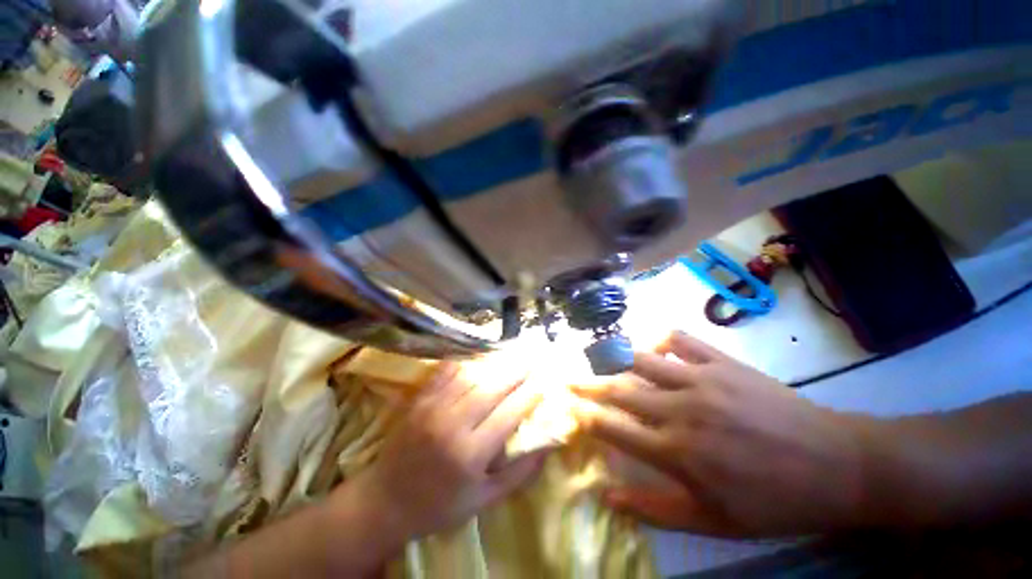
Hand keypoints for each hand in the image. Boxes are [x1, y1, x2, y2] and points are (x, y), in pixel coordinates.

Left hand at [346, 362, 546, 544]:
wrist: (386, 502)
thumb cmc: (440, 505)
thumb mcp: (484, 500)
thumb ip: (518, 474)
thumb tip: (546, 447)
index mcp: (471, 454)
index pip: (509, 415)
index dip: (528, 397)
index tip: (542, 384)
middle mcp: (453, 426)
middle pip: (492, 390)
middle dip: (515, 374)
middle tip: (530, 362)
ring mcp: (433, 409)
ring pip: (470, 378)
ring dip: (492, 366)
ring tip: (508, 358)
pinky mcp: (419, 401)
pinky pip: (444, 374)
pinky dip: (462, 363)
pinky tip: (474, 358)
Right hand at [572, 332, 867, 536]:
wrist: (838, 465)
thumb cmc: (775, 501)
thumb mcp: (715, 522)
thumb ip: (656, 509)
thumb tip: (609, 495)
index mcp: (678, 452)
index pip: (614, 429)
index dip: (586, 418)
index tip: (568, 409)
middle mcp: (681, 410)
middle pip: (619, 390)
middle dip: (588, 385)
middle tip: (568, 378)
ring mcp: (702, 380)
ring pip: (642, 360)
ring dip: (614, 357)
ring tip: (595, 354)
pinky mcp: (723, 362)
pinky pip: (681, 340)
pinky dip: (661, 338)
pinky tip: (653, 344)